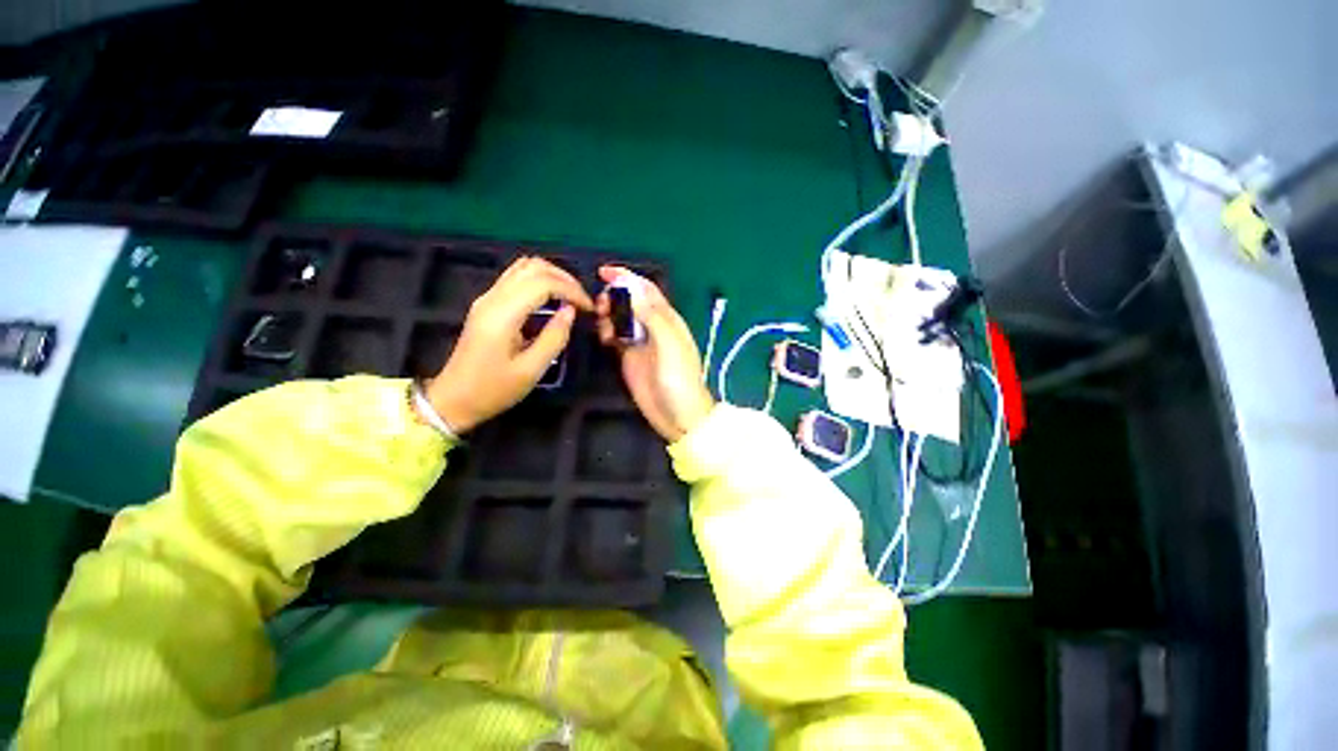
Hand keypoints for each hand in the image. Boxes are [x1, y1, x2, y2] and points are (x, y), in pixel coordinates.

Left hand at [426, 257, 593, 432]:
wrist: (454, 398)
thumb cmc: (493, 389)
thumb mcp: (531, 370)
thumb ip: (554, 338)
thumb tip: (571, 311)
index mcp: (503, 315)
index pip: (543, 283)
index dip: (571, 290)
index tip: (589, 308)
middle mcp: (493, 298)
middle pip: (533, 267)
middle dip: (564, 278)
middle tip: (583, 300)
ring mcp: (487, 298)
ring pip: (524, 267)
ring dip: (552, 276)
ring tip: (571, 297)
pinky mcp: (487, 303)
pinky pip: (517, 278)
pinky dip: (540, 280)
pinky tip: (553, 298)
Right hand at [595, 266, 714, 441]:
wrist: (678, 416)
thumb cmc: (679, 380)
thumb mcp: (668, 345)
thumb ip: (652, 316)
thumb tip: (632, 286)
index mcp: (667, 319)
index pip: (646, 290)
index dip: (627, 278)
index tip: (604, 272)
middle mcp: (653, 327)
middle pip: (630, 301)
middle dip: (614, 296)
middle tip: (600, 306)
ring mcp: (641, 342)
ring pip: (621, 318)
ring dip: (609, 315)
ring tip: (602, 324)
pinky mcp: (630, 358)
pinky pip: (615, 336)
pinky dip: (607, 332)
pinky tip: (603, 338)